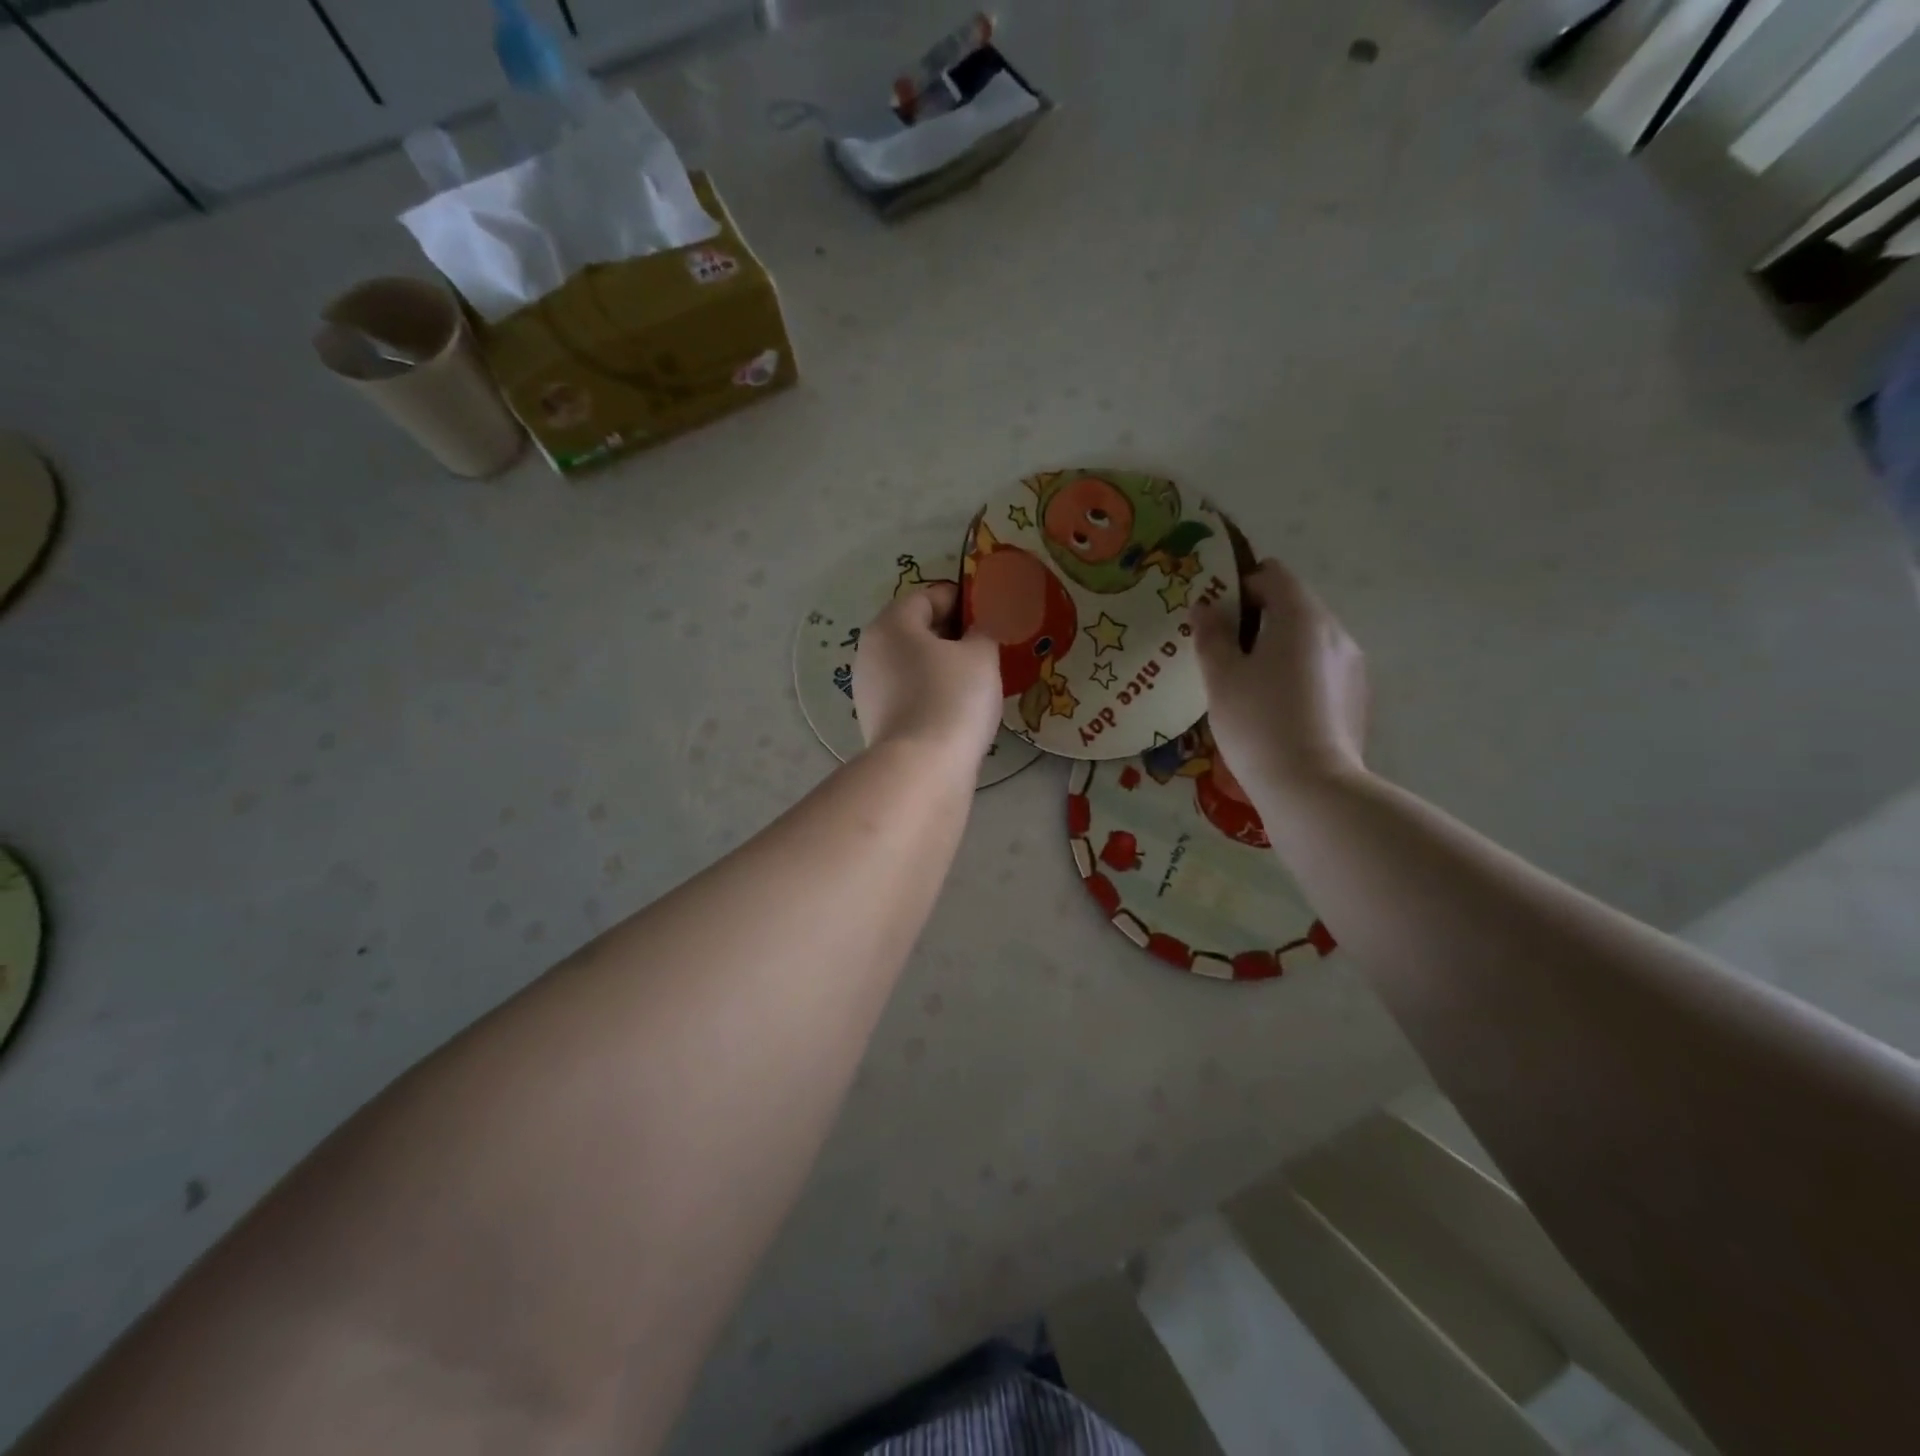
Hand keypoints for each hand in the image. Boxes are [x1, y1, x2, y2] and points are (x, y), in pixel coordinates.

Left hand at [853, 583, 1002, 770]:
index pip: (928, 596)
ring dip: (940, 664)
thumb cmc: (953, 698)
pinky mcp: (875, 720)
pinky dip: (929, 691)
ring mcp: (868, 687)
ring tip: (975, 678)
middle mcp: (871, 650)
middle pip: (914, 629)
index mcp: (892, 623)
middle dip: (950, 633)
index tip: (988, 612)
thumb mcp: (981, 656)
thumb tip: (976, 631)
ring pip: (910, 663)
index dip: (961, 599)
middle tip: (985, 645)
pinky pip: (907, 692)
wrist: (922, 768)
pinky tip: (955, 707)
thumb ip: (982, 632)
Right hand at [1192, 558, 1368, 791]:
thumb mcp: (1220, 677)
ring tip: (1248, 685)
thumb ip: (1211, 634)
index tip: (1215, 614)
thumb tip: (1204, 606)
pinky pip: (1321, 668)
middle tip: (1224, 652)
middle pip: (1293, 605)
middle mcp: (1334, 631)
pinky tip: (1276, 709)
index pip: (1272, 574)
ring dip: (1278, 647)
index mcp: (1301, 616)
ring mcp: (1352, 665)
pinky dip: (1297, 673)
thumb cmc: (1257, 723)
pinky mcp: (1357, 696)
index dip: (1239, 585)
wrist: (1310, 787)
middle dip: (1257, 619)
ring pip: (1308, 639)